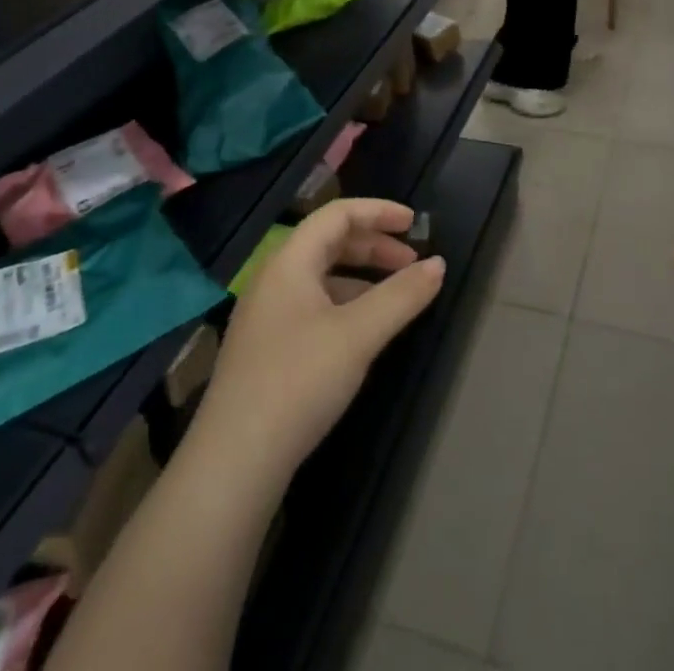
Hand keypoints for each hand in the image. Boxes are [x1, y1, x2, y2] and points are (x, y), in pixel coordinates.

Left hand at [190, 199, 444, 489]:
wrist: (234, 461)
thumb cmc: (298, 381)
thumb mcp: (358, 335)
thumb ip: (401, 296)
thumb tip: (438, 264)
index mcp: (289, 261)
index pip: (337, 214)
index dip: (378, 211)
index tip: (415, 223)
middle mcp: (273, 277)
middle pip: (328, 242)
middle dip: (374, 245)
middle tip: (411, 262)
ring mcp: (266, 313)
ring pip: (320, 275)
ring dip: (361, 276)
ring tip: (395, 296)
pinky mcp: (265, 346)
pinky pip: (312, 303)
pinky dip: (344, 302)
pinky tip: (362, 330)